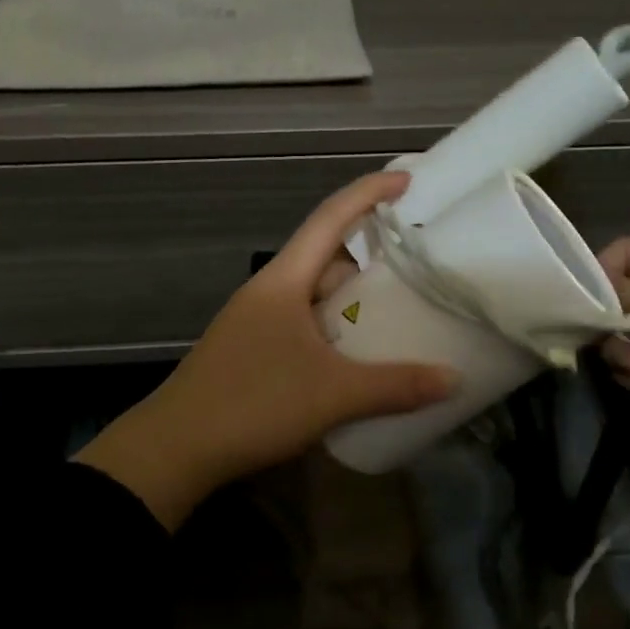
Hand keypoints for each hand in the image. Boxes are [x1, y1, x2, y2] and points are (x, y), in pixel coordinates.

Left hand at [79, 172, 457, 529]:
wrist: (174, 449)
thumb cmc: (253, 404)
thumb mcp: (332, 395)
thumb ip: (395, 386)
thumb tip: (455, 379)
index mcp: (284, 280)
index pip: (330, 218)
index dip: (369, 193)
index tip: (407, 180)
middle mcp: (270, 291)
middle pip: (326, 258)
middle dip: (370, 258)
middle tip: (416, 268)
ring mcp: (258, 321)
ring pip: (315, 295)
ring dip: (352, 301)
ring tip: (396, 316)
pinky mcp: (253, 349)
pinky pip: (305, 324)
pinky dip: (335, 330)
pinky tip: (356, 357)